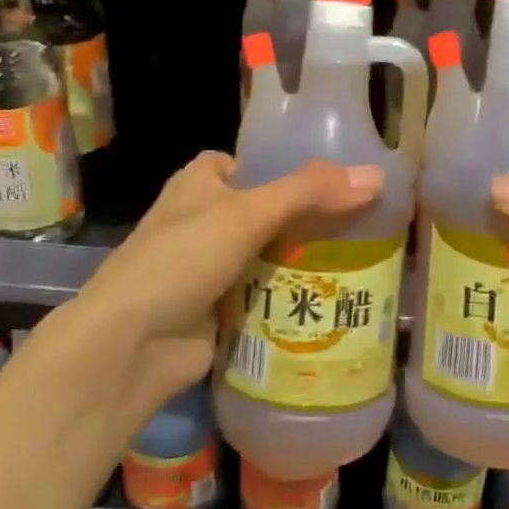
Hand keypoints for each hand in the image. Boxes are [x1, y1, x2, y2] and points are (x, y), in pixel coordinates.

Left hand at [76, 152, 383, 410]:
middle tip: (364, 220)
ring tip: (366, 257)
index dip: (288, 167)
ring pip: (272, 254)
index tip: (336, 178)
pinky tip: (338, 297)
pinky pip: (268, 293)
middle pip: (269, 211)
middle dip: (310, 218)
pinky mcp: (222, 307)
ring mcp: (212, 267)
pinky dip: (295, 295)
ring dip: (307, 260)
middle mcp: (205, 220)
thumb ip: (310, 193)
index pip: (250, 164)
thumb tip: (376, 175)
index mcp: (200, 183)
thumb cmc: (182, 259)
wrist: (132, 345)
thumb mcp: (248, 214)